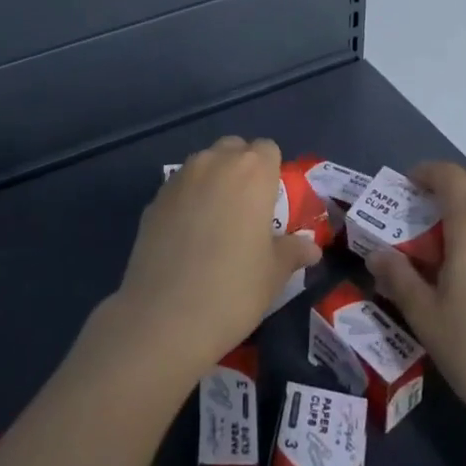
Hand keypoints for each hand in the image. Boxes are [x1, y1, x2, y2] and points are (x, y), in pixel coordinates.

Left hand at [105, 137, 320, 388]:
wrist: (164, 317)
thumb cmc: (233, 290)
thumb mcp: (274, 274)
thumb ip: (293, 251)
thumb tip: (311, 247)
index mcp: (252, 171)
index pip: (268, 149)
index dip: (271, 171)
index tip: (271, 203)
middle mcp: (215, 162)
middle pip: (234, 148)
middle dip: (242, 169)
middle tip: (246, 210)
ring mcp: (180, 177)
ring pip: (204, 164)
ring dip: (214, 181)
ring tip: (215, 223)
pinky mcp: (154, 198)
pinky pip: (180, 187)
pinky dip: (188, 200)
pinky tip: (187, 237)